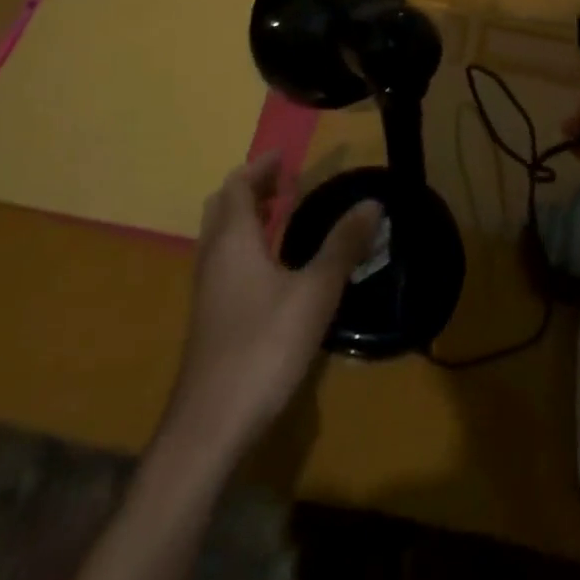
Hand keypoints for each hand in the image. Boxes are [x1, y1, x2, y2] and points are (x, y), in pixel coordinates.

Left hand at [164, 152, 381, 456]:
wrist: (211, 423)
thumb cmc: (264, 346)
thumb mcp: (315, 293)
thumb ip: (343, 246)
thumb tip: (372, 203)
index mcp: (233, 239)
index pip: (238, 185)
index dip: (261, 166)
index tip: (286, 156)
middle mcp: (213, 256)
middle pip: (224, 206)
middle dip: (253, 188)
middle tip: (285, 181)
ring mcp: (207, 289)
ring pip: (222, 235)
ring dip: (248, 216)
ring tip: (282, 214)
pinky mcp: (210, 317)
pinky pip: (225, 261)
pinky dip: (247, 245)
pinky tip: (273, 268)